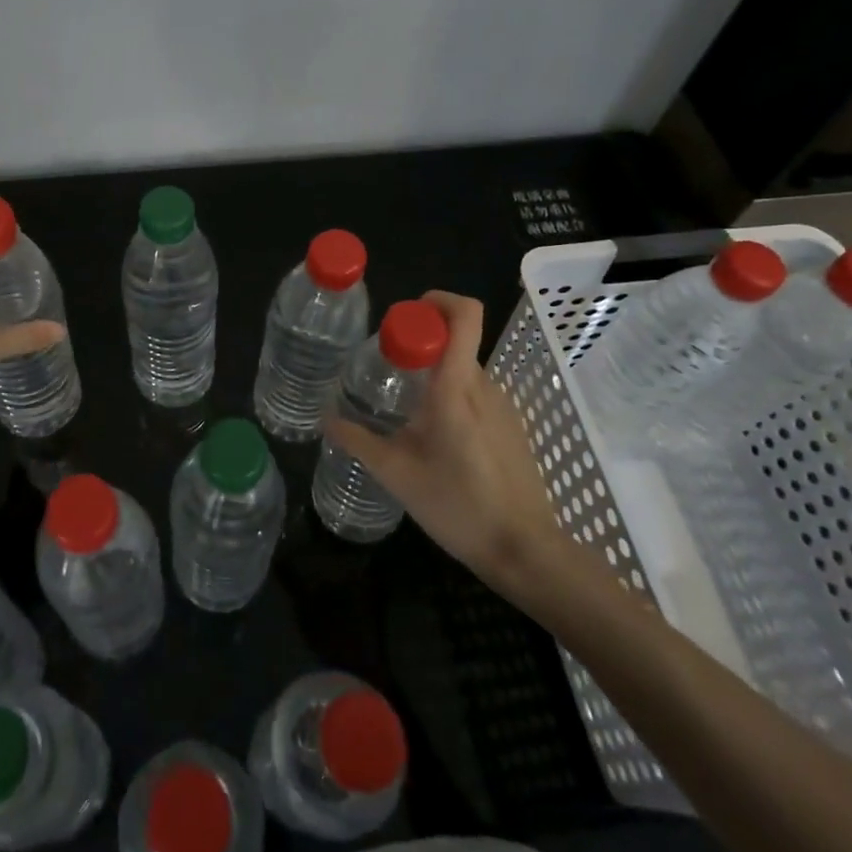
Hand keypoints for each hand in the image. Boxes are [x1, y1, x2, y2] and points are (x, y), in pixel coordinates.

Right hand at [324, 291, 566, 595]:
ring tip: (405, 415)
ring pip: (464, 371)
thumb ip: (359, 441)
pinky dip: (452, 401)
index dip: (437, 301)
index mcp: (457, 387)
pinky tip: (436, 441)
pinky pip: (477, 396)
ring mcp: (504, 407)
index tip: (404, 319)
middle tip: (387, 375)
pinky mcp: (512, 427)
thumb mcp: (397, 474)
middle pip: (455, 342)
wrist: (525, 550)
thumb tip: (325, 419)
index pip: (464, 315)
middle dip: (420, 348)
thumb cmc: (458, 506)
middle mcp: (485, 386)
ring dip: (434, 378)